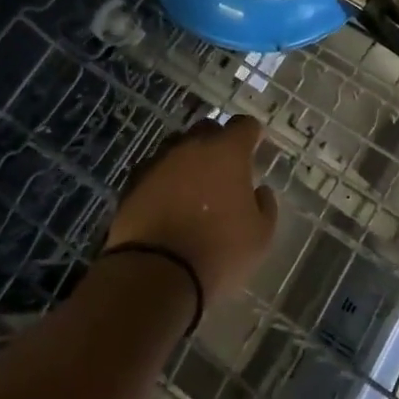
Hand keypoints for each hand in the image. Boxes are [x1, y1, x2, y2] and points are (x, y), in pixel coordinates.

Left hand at [106, 116, 279, 301]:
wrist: (155, 273)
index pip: (244, 125)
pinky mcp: (133, 182)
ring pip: (177, 147)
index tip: (256, 145)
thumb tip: (260, 191)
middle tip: (224, 168)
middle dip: (218, 142)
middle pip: (208, 129)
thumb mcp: (260, 237)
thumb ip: (265, 206)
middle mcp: (192, 146)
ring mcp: (159, 161)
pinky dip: (163, 180)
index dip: (252, 134)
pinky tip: (167, 201)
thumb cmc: (218, 252)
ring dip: (188, 160)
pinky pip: (154, 170)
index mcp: (227, 152)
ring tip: (193, 186)